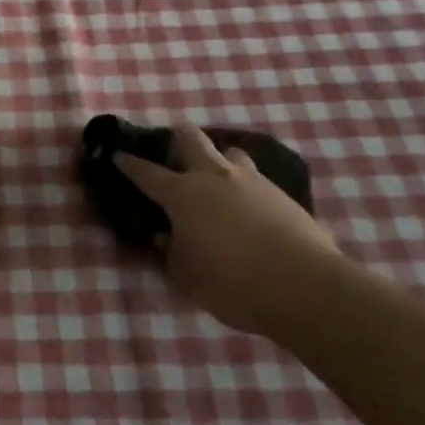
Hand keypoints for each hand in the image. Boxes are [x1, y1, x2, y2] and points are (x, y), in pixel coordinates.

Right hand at [117, 123, 344, 337]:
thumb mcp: (187, 277)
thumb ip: (172, 253)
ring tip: (217, 182)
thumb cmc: (233, 283)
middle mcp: (214, 177)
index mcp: (183, 194)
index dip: (130, 164)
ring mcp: (252, 182)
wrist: (306, 287)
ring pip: (230, 154)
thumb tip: (167, 237)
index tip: (118, 155)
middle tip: (172, 150)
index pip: (147, 173)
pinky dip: (246, 189)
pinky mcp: (283, 196)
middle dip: (176, 138)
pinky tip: (250, 211)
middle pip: (190, 139)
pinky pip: (257, 182)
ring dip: (218, 162)